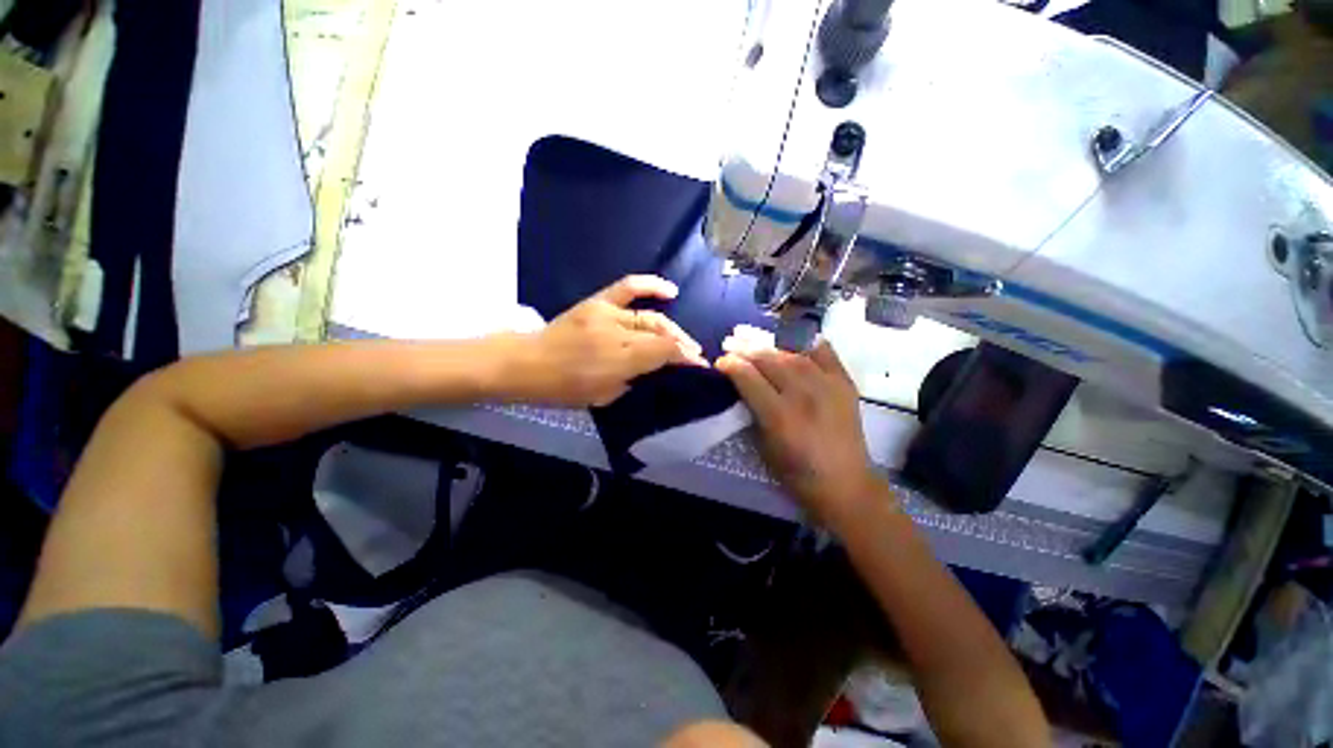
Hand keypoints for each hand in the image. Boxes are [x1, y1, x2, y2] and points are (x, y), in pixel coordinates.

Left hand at [506, 275, 706, 406]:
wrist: (524, 364)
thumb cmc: (561, 389)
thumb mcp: (603, 396)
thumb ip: (632, 381)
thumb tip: (653, 369)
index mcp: (618, 359)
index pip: (664, 352)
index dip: (686, 358)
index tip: (700, 367)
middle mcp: (617, 332)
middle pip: (661, 333)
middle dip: (683, 345)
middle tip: (695, 356)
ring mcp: (606, 313)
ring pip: (650, 317)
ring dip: (672, 328)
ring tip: (685, 339)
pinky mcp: (596, 302)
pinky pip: (627, 288)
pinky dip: (650, 286)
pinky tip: (670, 291)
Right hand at [716, 330, 883, 524]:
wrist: (846, 485)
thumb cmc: (797, 474)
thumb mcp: (764, 447)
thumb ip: (752, 412)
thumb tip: (742, 386)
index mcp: (779, 416)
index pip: (748, 377)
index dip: (730, 365)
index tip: (720, 362)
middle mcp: (804, 394)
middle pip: (768, 360)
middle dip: (745, 350)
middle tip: (731, 344)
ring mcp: (827, 385)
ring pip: (792, 353)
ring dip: (769, 345)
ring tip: (755, 341)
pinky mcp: (845, 383)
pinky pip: (824, 352)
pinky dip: (807, 343)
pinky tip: (793, 341)